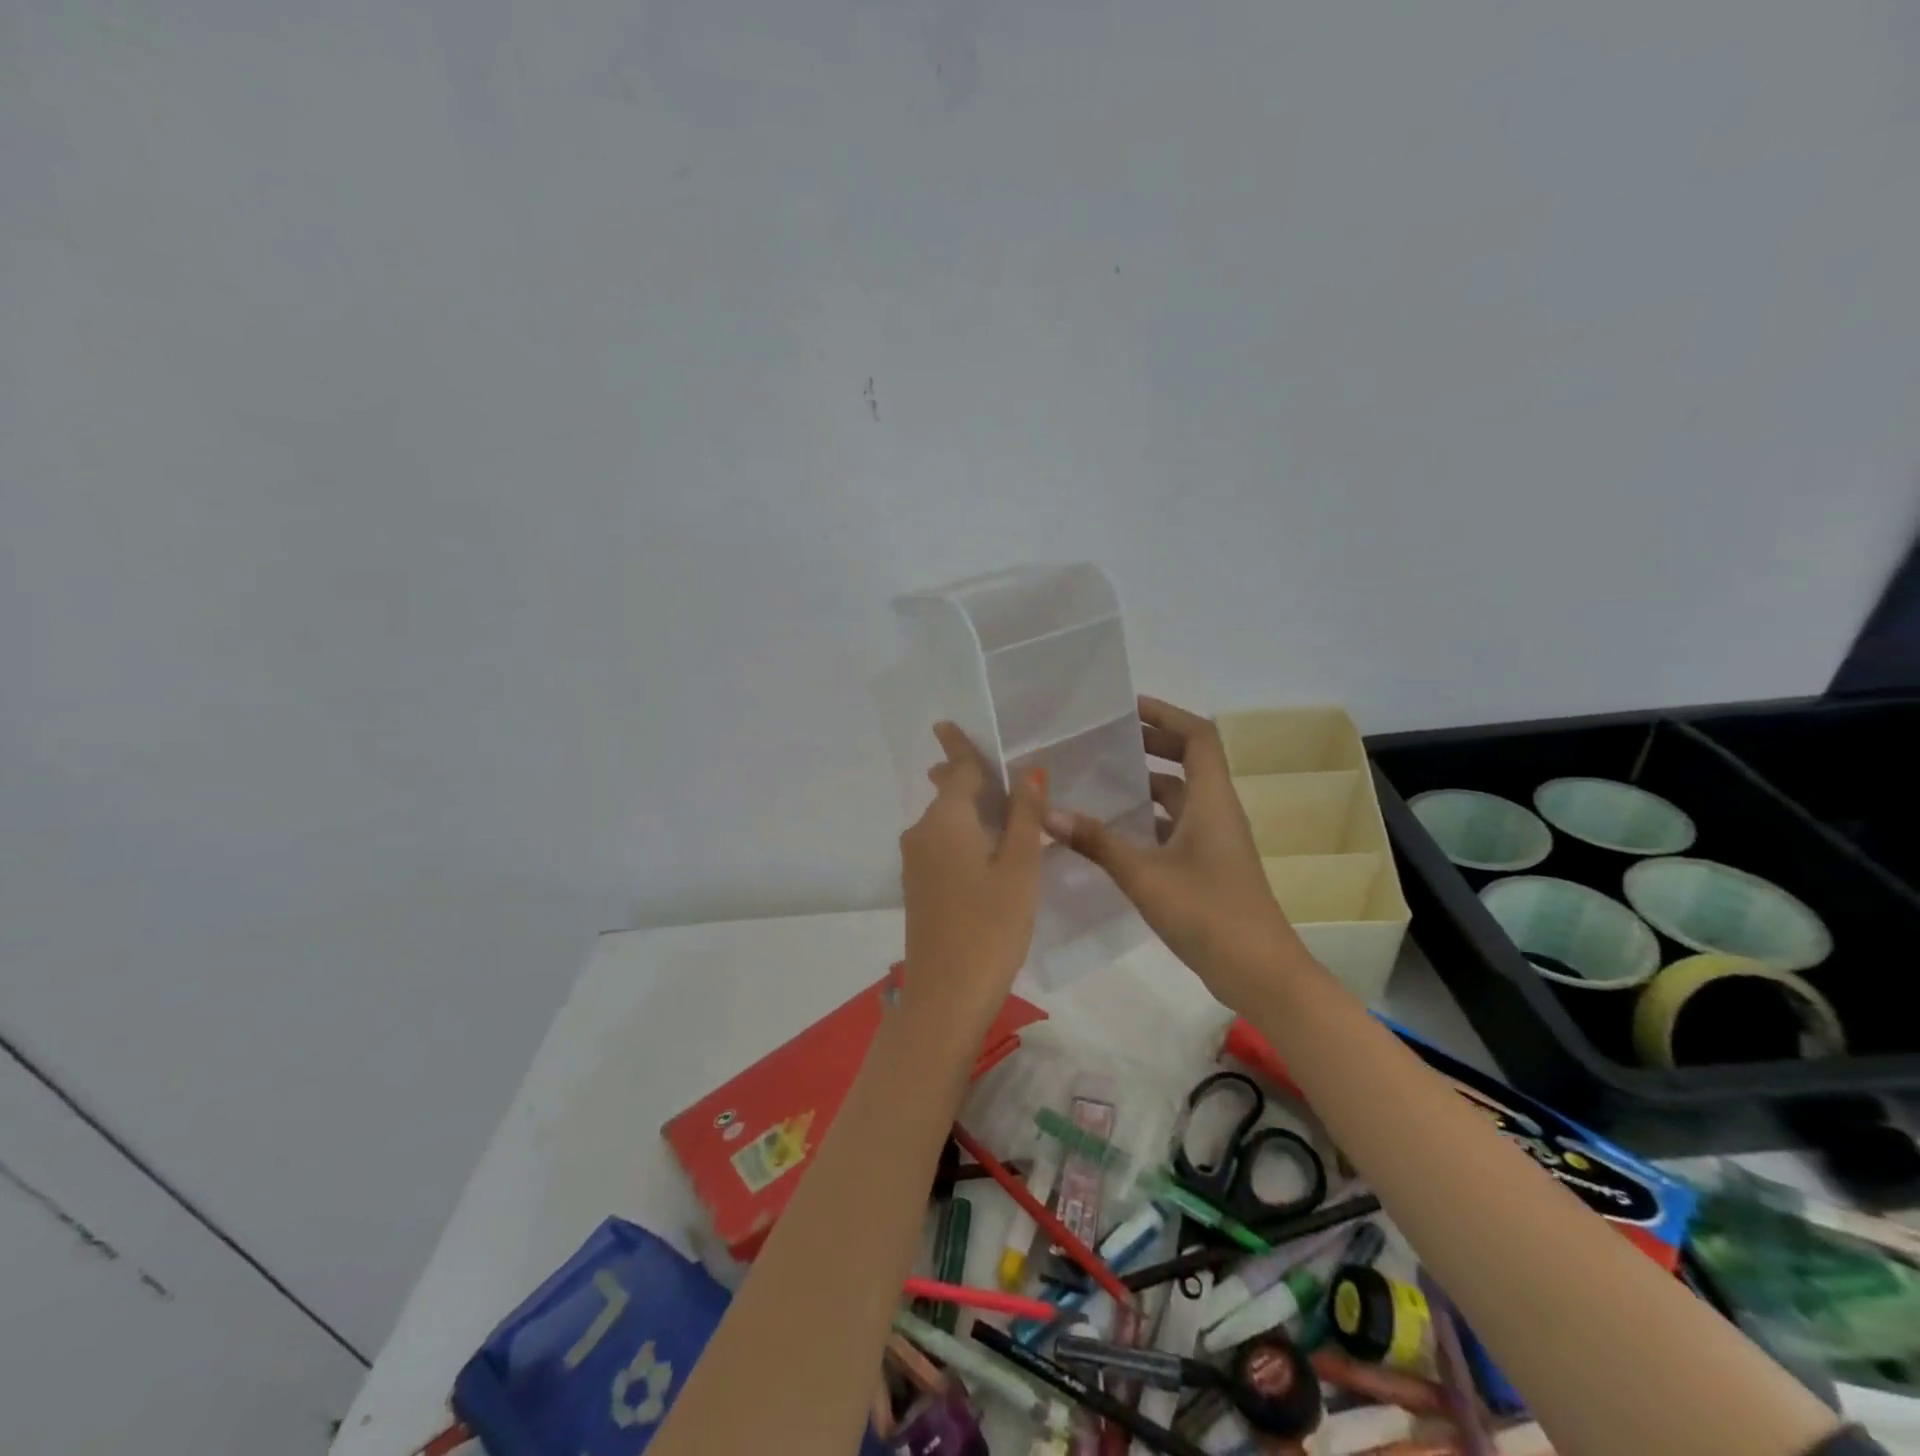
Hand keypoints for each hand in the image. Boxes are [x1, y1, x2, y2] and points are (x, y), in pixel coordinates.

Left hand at [898, 723, 1049, 1038]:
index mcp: (946, 820)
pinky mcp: (918, 887)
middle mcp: (922, 833)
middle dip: (963, 775)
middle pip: (947, 792)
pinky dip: (962, 832)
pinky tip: (982, 845)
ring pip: (943, 820)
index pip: (959, 770)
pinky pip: (941, 843)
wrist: (944, 996)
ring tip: (995, 801)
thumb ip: (1023, 816)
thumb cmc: (990, 926)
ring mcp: (915, 862)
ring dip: (966, 806)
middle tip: (989, 765)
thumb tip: (1028, 770)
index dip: (961, 746)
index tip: (947, 722)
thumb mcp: (1019, 868)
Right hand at [1044, 696, 1303, 1009]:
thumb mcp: (1145, 875)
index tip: (1128, 708)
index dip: (1167, 715)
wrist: (1259, 973)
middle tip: (1105, 741)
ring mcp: (1215, 841)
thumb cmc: (1208, 913)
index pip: (1198, 737)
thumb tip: (1048, 811)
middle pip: (1189, 761)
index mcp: (1212, 800)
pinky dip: (1148, 820)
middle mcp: (1217, 812)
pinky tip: (1113, 832)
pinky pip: (1175, 827)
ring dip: (1146, 784)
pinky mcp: (1208, 866)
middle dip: (1151, 745)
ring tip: (1100, 780)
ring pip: (1180, 797)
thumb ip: (1097, 842)